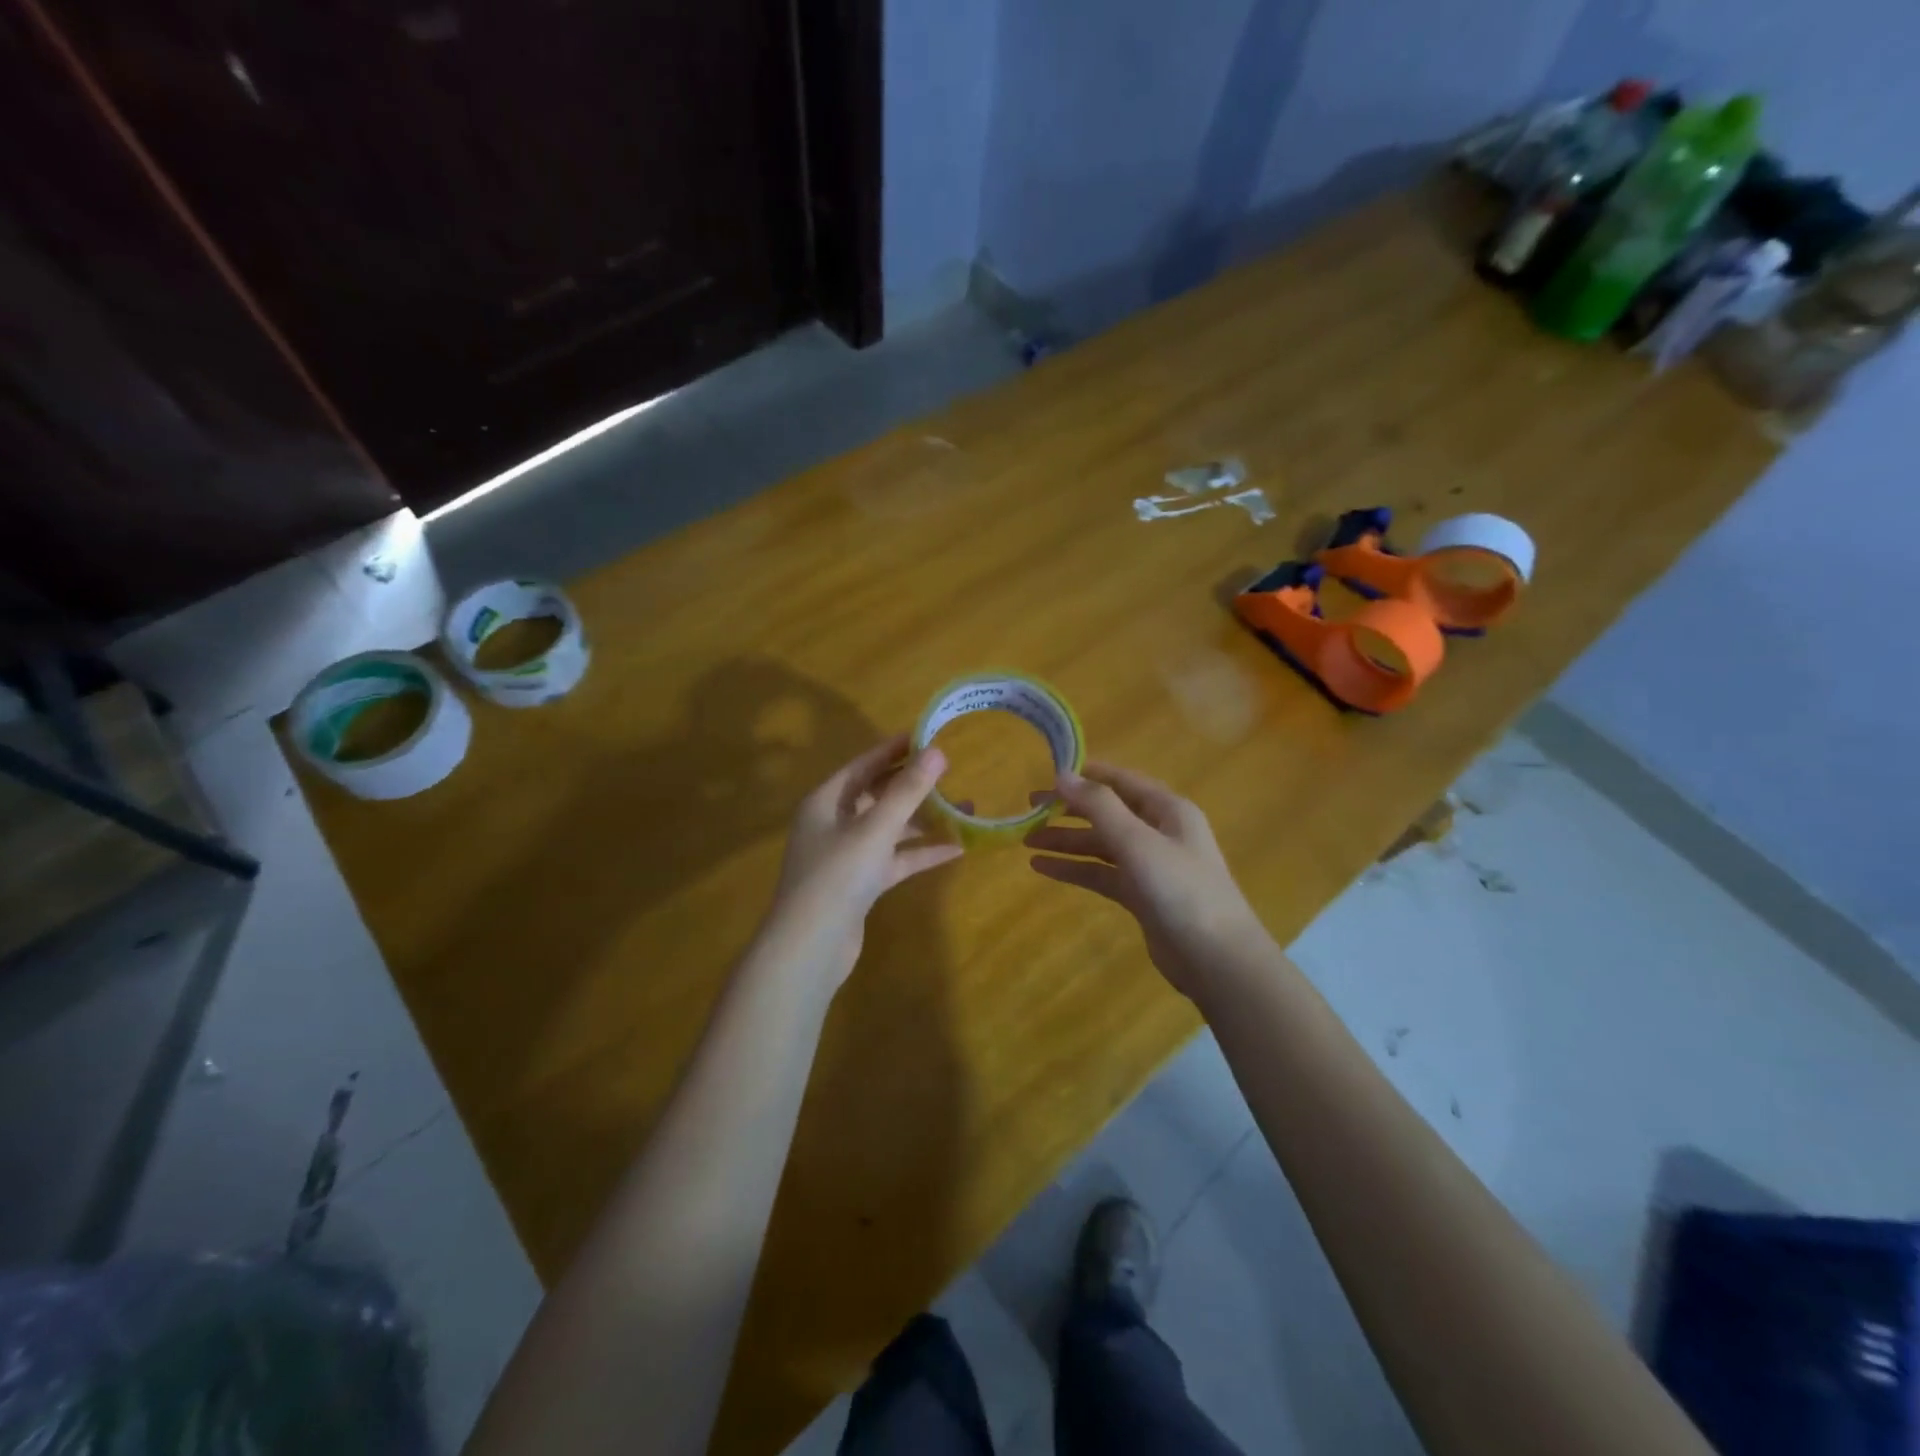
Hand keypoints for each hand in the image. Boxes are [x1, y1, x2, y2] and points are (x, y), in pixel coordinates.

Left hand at [757, 734, 961, 991]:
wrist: (809, 947)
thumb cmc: (837, 876)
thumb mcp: (875, 828)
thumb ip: (907, 791)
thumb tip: (937, 752)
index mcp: (826, 801)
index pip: (864, 764)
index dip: (894, 749)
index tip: (927, 736)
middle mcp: (833, 823)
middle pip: (877, 794)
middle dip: (913, 785)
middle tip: (951, 771)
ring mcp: (847, 855)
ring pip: (889, 828)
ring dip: (922, 820)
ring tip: (963, 809)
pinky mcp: (860, 884)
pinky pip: (894, 859)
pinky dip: (920, 853)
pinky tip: (955, 849)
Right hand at [1025, 763, 1271, 997]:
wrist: (1216, 959)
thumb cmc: (1181, 890)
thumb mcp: (1138, 842)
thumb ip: (1099, 806)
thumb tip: (1062, 774)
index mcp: (1167, 809)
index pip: (1121, 780)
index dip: (1086, 775)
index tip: (1048, 773)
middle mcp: (1159, 831)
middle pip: (1108, 812)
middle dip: (1069, 810)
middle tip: (1029, 809)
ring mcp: (1151, 865)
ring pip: (1101, 844)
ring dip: (1067, 841)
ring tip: (1027, 841)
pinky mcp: (1141, 895)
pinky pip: (1102, 873)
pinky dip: (1075, 868)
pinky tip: (1043, 868)